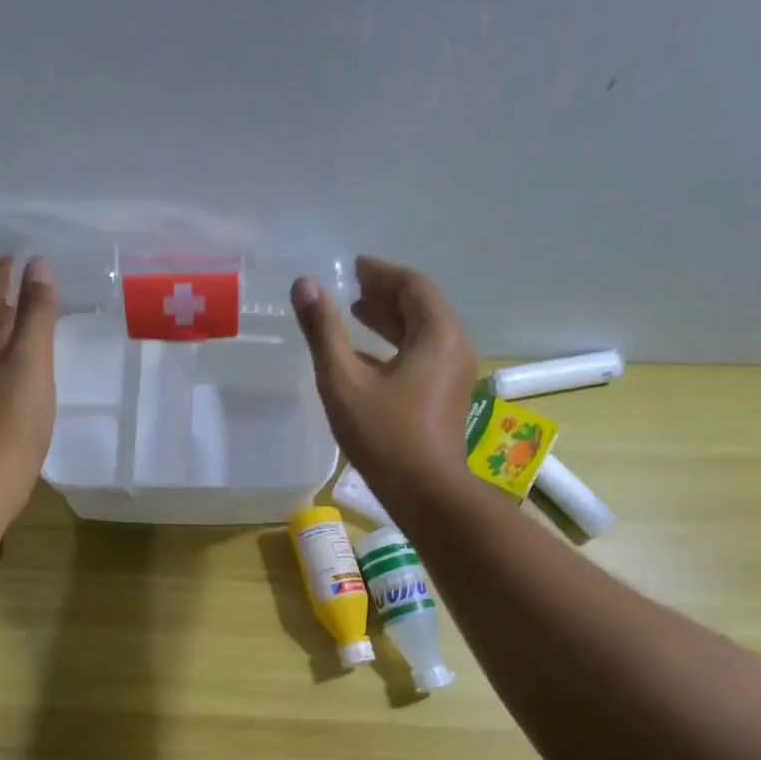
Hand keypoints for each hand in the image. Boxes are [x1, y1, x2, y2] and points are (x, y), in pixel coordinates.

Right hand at [291, 256, 477, 493]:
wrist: (425, 492)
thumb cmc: (384, 436)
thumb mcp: (344, 381)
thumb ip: (324, 331)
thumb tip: (305, 286)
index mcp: (437, 335)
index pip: (412, 286)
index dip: (381, 273)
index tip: (353, 267)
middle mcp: (454, 347)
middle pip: (422, 306)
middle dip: (386, 294)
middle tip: (351, 288)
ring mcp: (454, 374)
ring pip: (423, 332)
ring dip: (391, 320)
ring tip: (357, 314)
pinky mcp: (447, 396)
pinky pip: (424, 355)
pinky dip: (397, 345)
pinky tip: (367, 356)